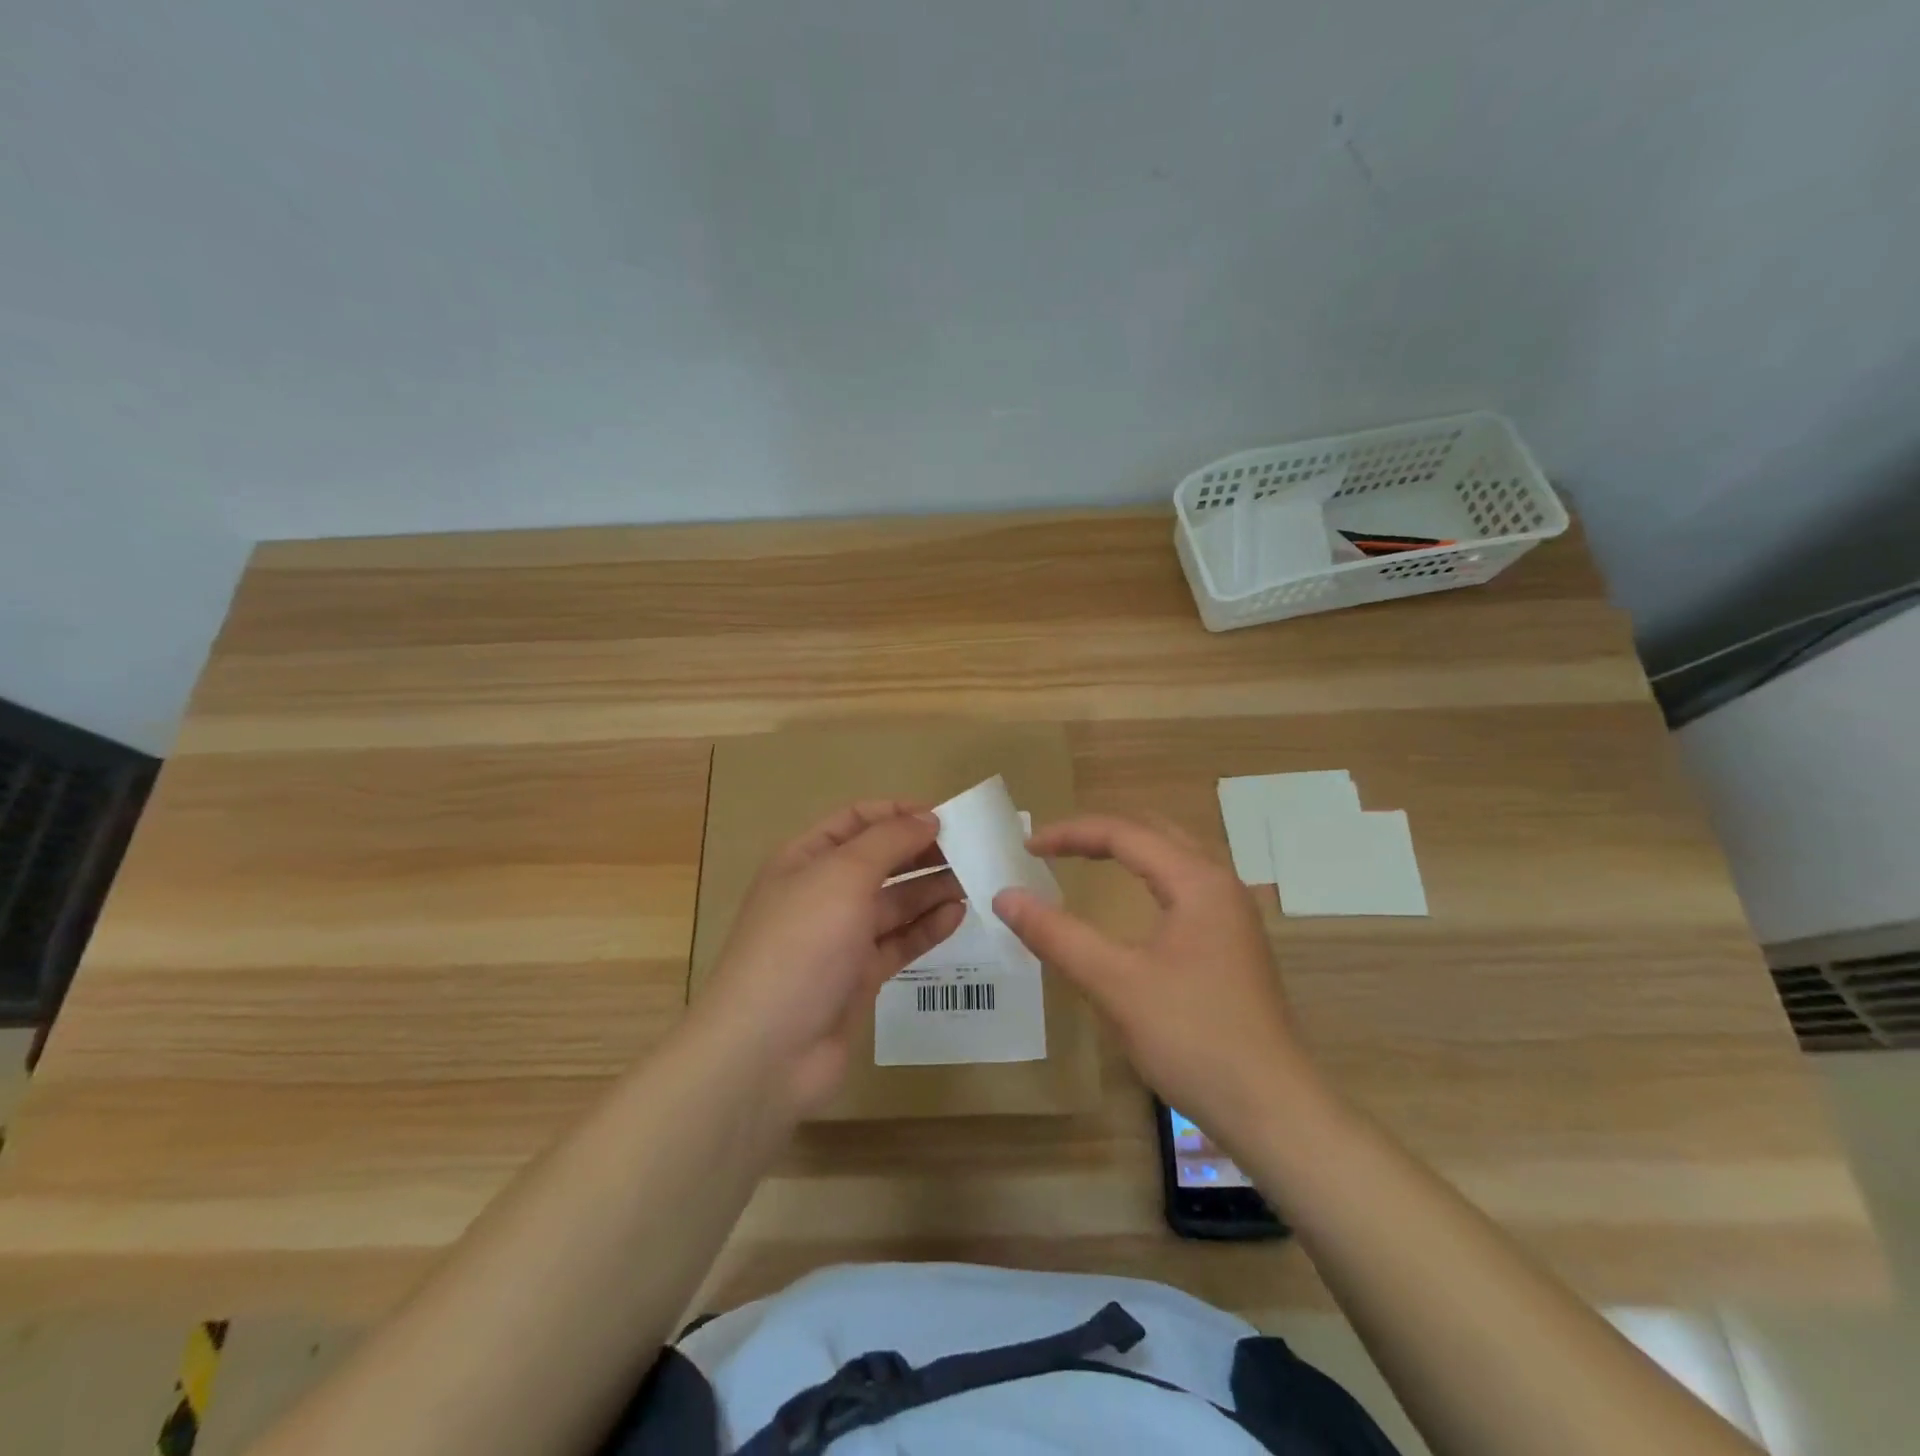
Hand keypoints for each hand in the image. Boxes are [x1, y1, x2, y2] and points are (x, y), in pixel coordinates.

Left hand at [693, 801, 965, 1118]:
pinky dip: (926, 927)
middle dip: (920, 851)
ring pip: (893, 903)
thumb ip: (888, 841)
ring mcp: (840, 939)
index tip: (944, 816)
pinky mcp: (859, 978)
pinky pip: (898, 942)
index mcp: (805, 860)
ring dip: (931, 889)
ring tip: (975, 880)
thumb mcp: (843, 876)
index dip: (897, 813)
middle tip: (970, 849)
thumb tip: (926, 818)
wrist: (768, 1049)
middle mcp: (821, 894)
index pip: (855, 820)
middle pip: (878, 861)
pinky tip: (957, 916)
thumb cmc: (801, 944)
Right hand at [993, 815, 1312, 1140]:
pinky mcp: (1235, 945)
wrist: (1273, 1110)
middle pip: (1155, 833)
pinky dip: (1149, 877)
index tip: (1026, 847)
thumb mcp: (1115, 984)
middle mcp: (1221, 885)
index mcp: (1197, 881)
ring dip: (1128, 851)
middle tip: (1053, 847)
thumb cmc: (1193, 1039)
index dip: (1070, 834)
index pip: (1125, 833)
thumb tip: (1005, 896)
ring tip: (1085, 860)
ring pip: (1175, 858)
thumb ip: (1057, 935)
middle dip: (1100, 833)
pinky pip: (1186, 887)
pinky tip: (1134, 903)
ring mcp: (1234, 916)